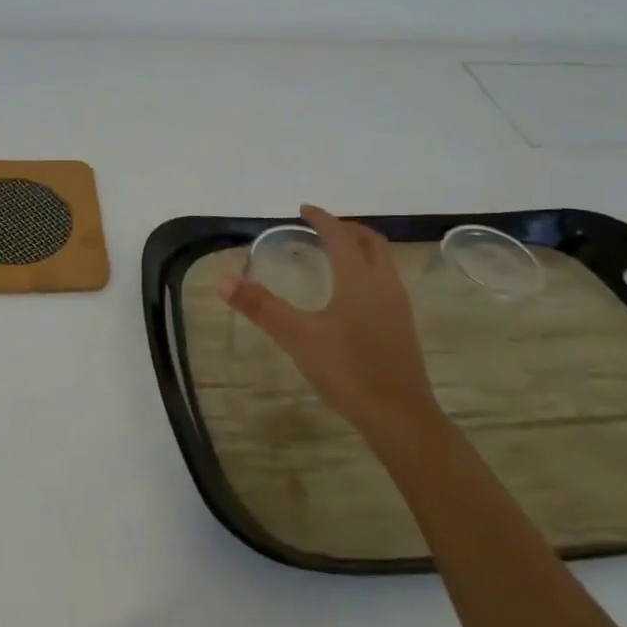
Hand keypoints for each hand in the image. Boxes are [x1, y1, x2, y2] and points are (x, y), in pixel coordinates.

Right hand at [222, 204, 438, 439]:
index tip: (303, 209)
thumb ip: (261, 307)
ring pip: (383, 262)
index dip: (322, 219)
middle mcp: (384, 285)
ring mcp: (398, 306)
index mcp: (359, 279)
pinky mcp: (402, 327)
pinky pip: (386, 283)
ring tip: (335, 256)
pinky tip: (351, 296)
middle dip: (346, 229)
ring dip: (360, 249)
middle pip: (371, 242)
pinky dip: (367, 271)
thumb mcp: (297, 337)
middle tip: (321, 229)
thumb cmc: (348, 371)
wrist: (400, 417)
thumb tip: (224, 280)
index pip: (340, 236)